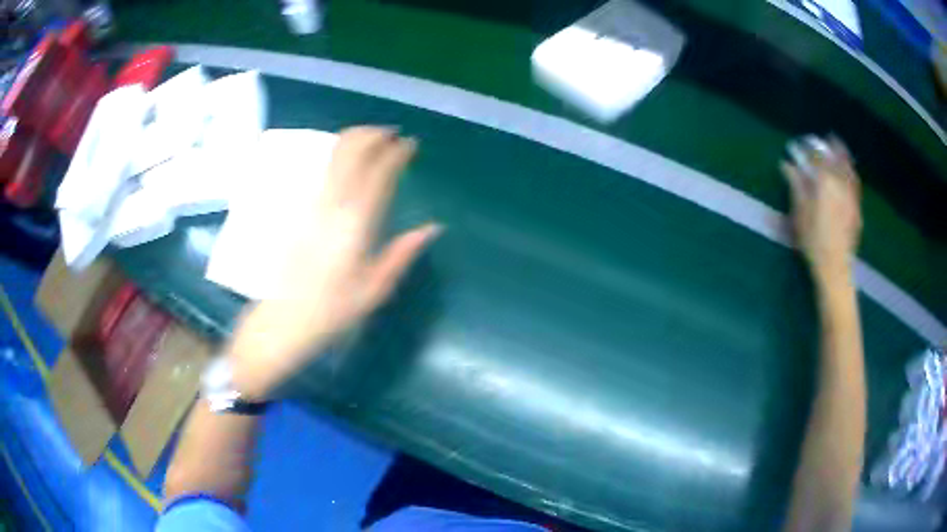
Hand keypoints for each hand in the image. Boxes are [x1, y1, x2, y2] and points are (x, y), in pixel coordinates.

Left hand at [229, 126, 440, 398]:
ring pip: (334, 153)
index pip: (379, 171)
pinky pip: (323, 167)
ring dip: (355, 138)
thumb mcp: (375, 289)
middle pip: (352, 149)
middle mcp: (333, 203)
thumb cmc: (332, 310)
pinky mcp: (300, 207)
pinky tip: (348, 161)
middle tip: (392, 134)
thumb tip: (432, 227)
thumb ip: (403, 253)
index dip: (397, 152)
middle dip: (374, 134)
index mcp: (356, 222)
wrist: (283, 318)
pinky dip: (339, 154)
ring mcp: (312, 202)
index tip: (411, 144)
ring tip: (374, 140)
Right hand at [781, 137, 861, 285]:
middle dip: (828, 147)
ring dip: (843, 155)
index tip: (799, 144)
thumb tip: (787, 165)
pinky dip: (851, 172)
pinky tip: (850, 171)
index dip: (808, 149)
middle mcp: (840, 184)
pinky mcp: (857, 208)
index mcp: (824, 183)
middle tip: (823, 138)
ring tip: (838, 146)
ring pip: (848, 169)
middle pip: (835, 159)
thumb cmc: (813, 242)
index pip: (816, 158)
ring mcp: (850, 196)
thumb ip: (796, 186)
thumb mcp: (799, 214)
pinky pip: (855, 183)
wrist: (835, 267)